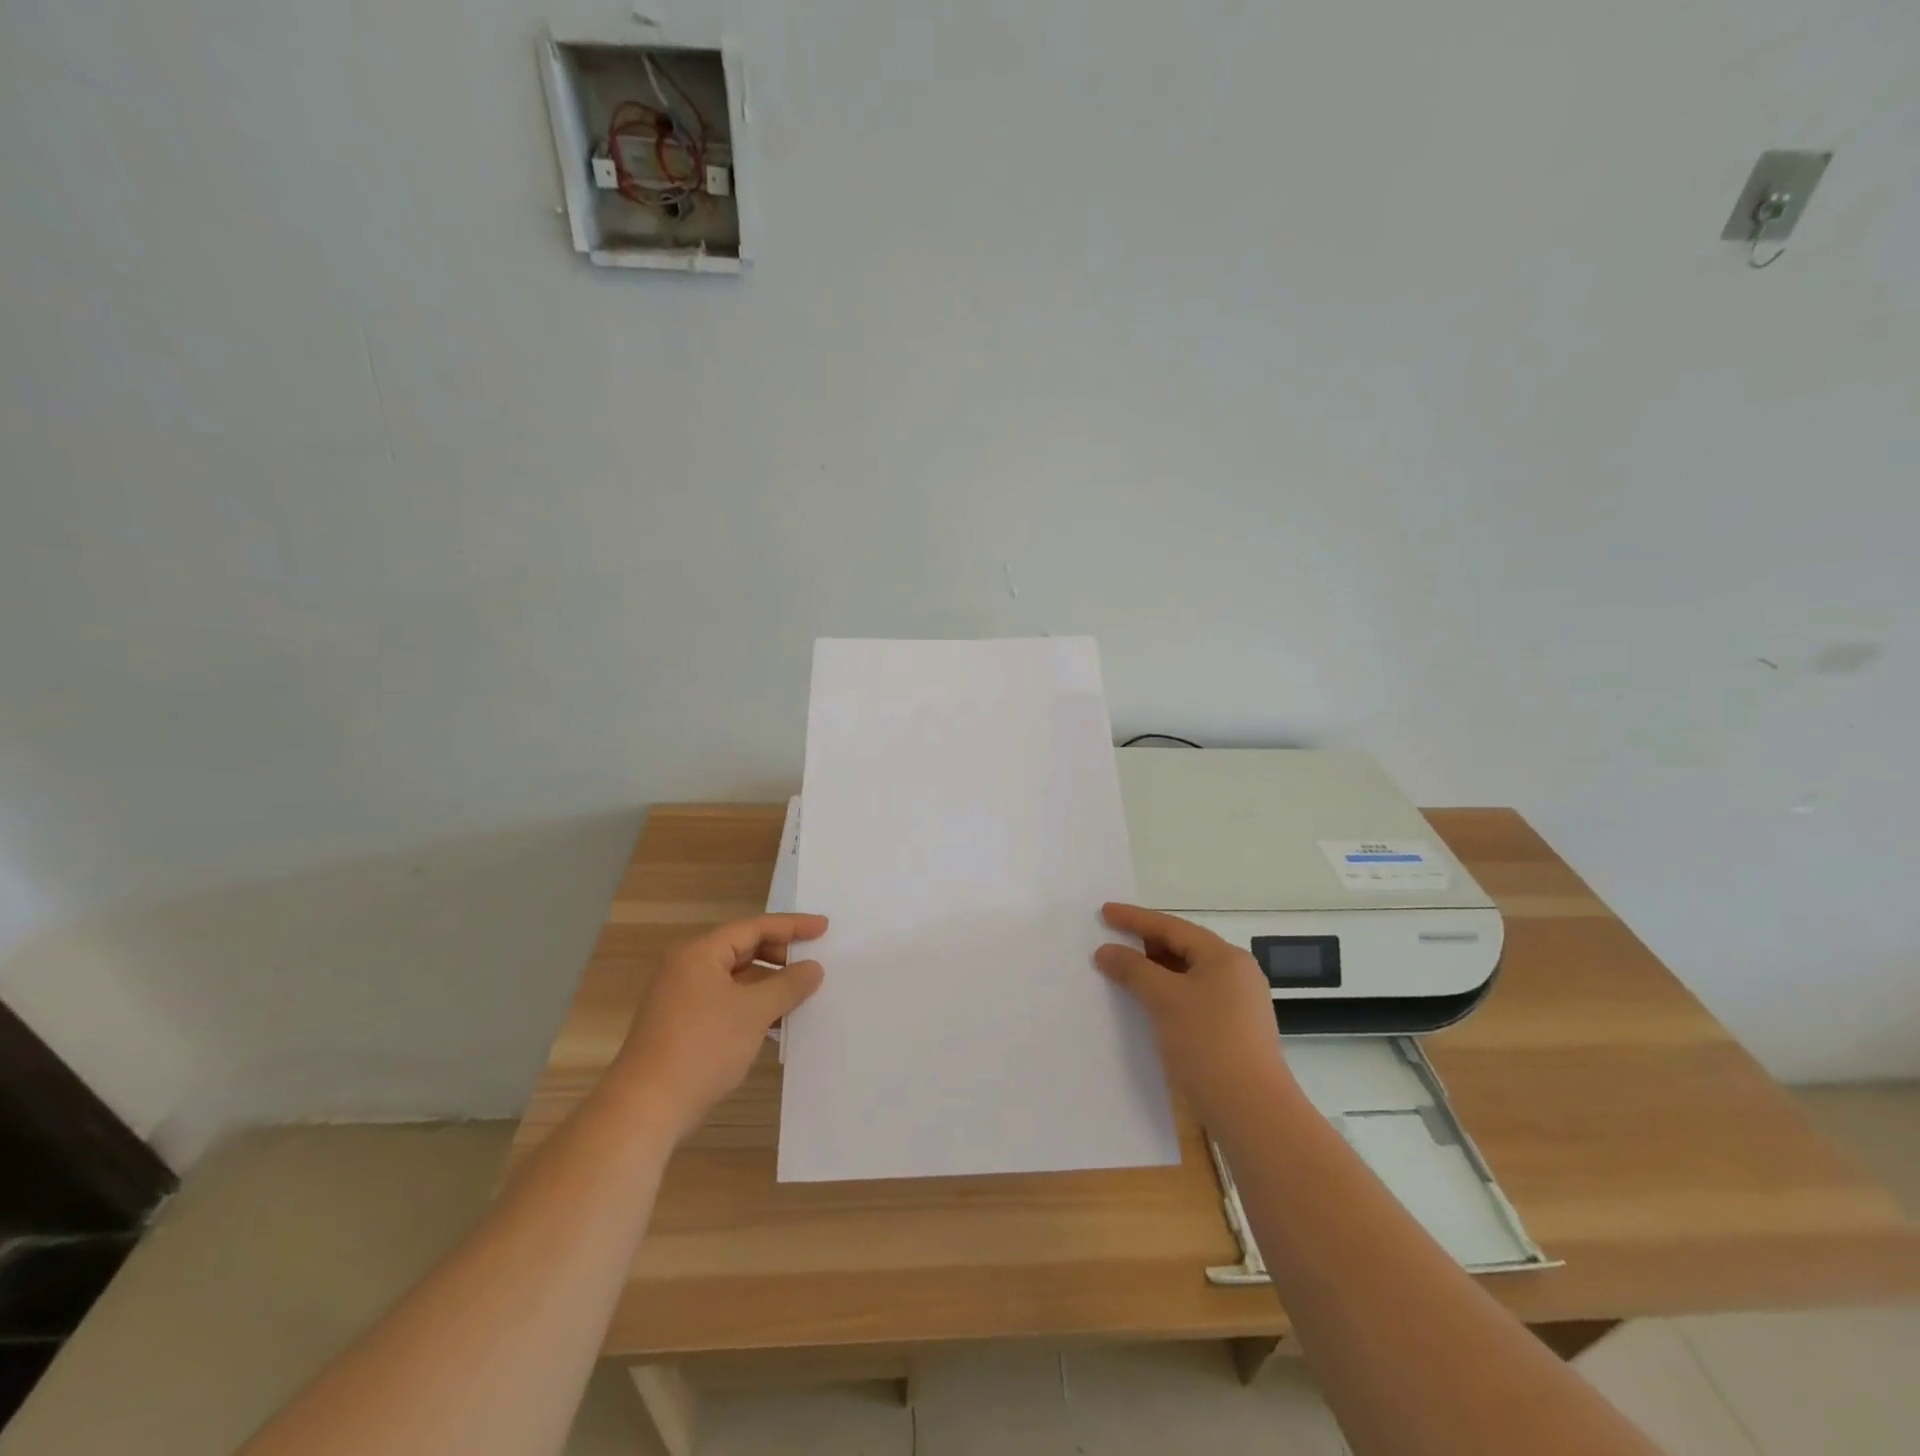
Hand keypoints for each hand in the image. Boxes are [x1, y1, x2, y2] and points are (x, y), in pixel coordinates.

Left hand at [613, 913, 827, 1138]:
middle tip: (814, 964)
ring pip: (737, 980)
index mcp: (700, 954)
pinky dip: (753, 1007)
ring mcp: (683, 999)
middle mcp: (688, 969)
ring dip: (769, 985)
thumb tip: (813, 968)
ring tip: (802, 995)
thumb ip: (788, 985)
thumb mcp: (754, 1012)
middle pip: (743, 950)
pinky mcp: (683, 1027)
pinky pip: (727, 1004)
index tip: (823, 928)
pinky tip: (777, 1024)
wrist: (646, 1109)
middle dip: (780, 956)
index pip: (753, 928)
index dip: (792, 926)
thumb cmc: (703, 1047)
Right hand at [1096, 903, 1289, 1125]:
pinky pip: (1194, 996)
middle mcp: (1236, 972)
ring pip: (1188, 974)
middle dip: (1146, 944)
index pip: (1172, 927)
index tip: (1105, 912)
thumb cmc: (1208, 1043)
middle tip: (1112, 940)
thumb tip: (1106, 951)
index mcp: (1224, 957)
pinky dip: (1168, 992)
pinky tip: (1148, 1003)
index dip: (1135, 918)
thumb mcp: (1164, 999)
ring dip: (1155, 970)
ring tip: (1124, 970)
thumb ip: (1133, 969)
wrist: (1252, 1110)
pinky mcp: (1234, 1028)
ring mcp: (1239, 1002)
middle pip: (1183, 947)